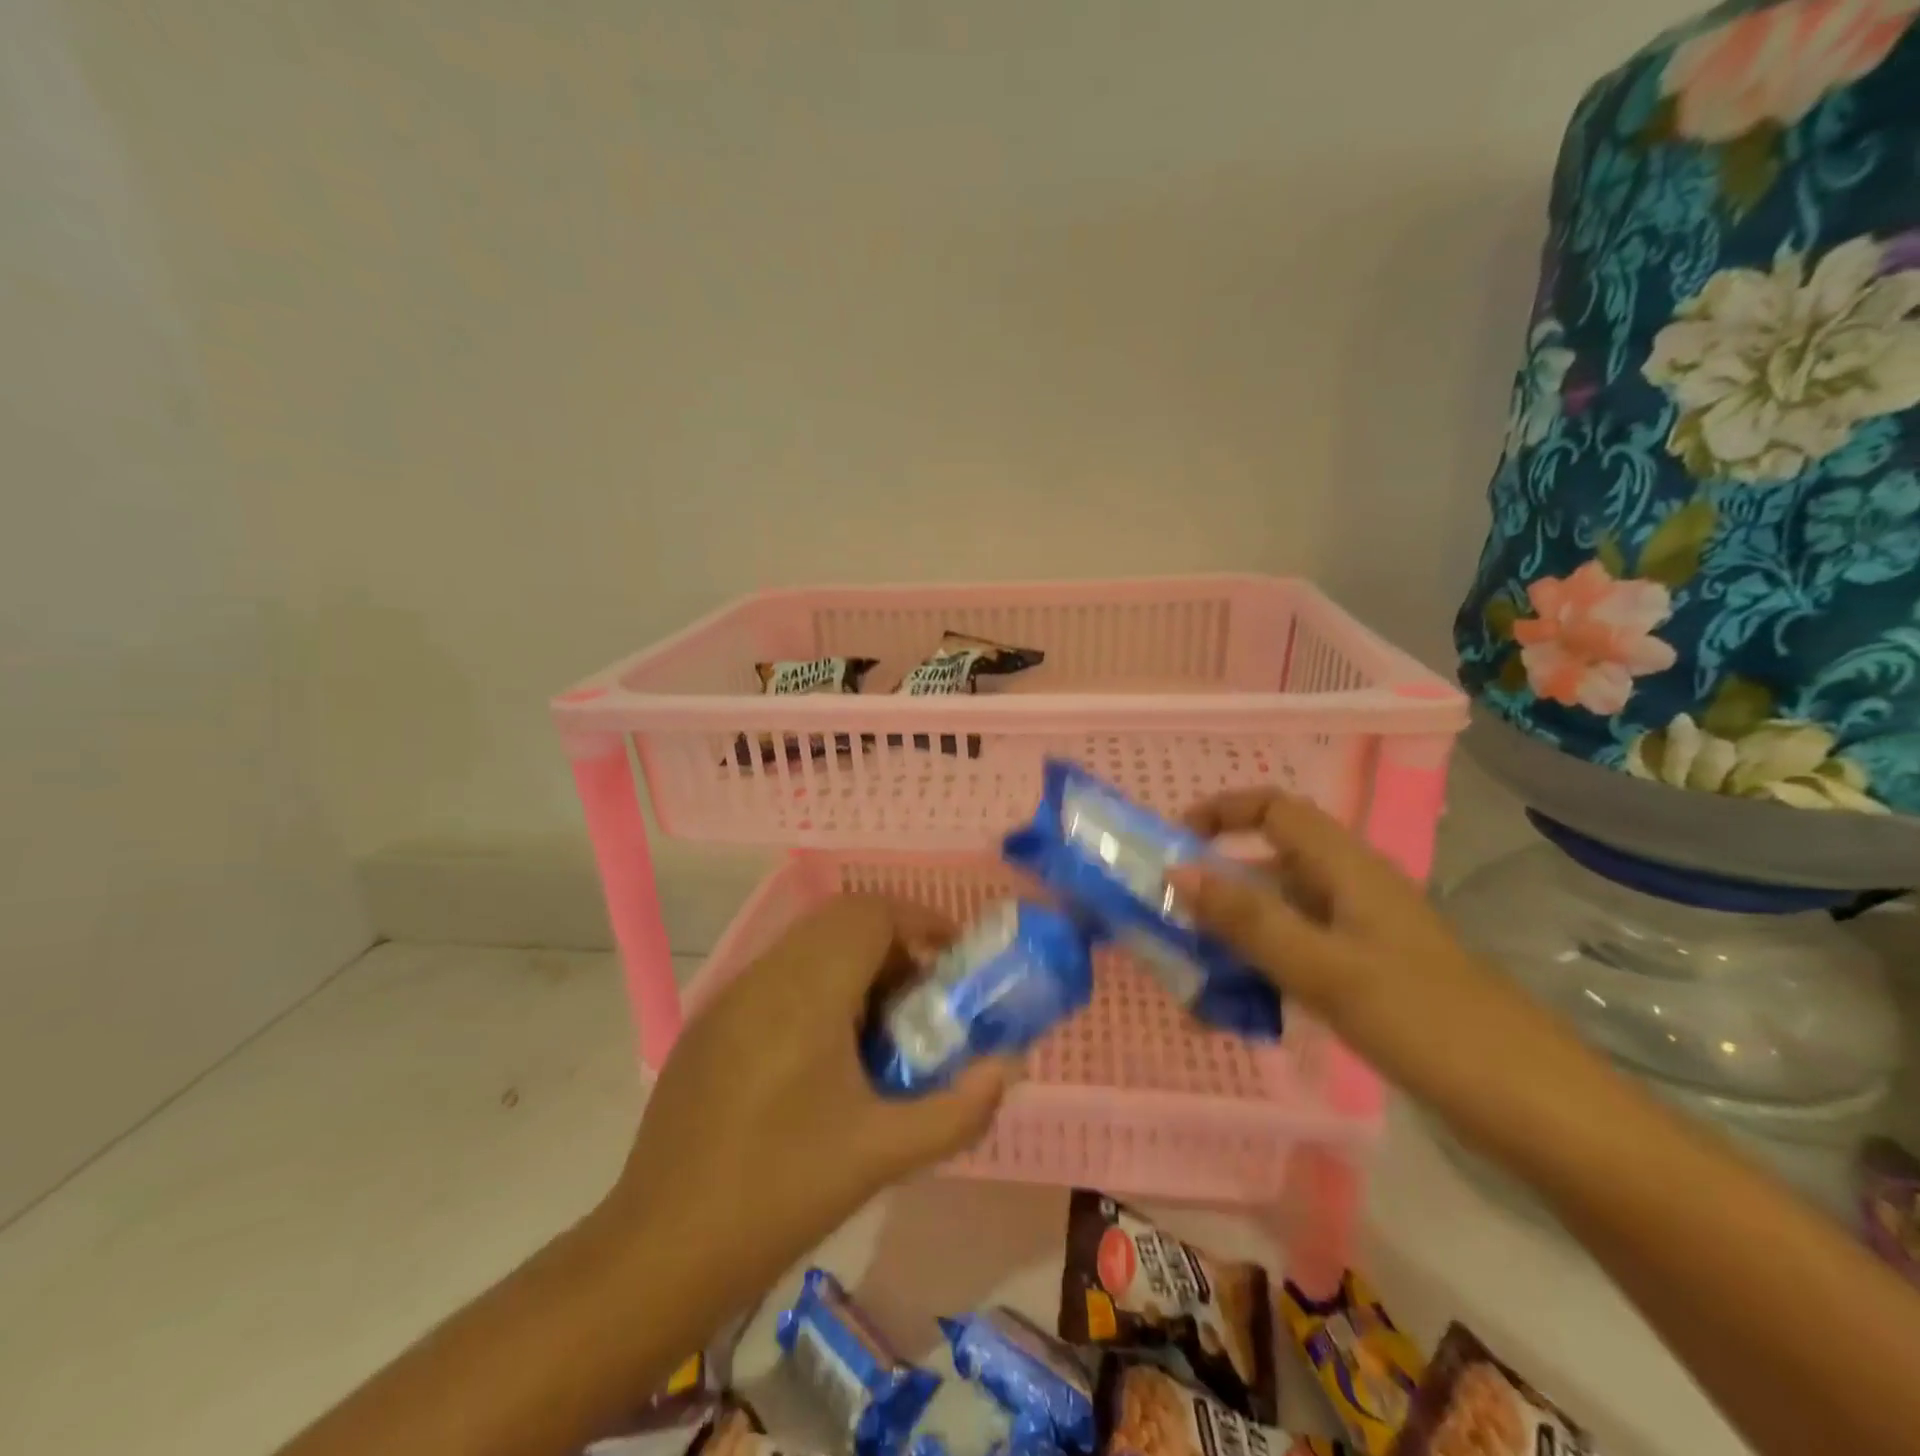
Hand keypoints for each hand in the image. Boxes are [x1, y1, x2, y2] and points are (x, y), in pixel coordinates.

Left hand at [598, 895, 1014, 1316]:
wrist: (659, 1251)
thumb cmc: (779, 1195)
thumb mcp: (882, 1154)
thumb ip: (957, 1109)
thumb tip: (1005, 1068)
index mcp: (805, 992)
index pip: (869, 913)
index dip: (919, 920)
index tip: (953, 957)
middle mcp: (764, 976)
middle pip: (840, 920)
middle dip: (892, 943)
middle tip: (923, 996)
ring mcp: (729, 997)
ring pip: (807, 945)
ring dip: (854, 965)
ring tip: (880, 1029)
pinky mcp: (709, 1025)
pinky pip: (777, 977)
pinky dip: (817, 987)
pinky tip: (824, 1057)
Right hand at [1167, 787, 1497, 1066]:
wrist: (1540, 1112)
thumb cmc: (1429, 1025)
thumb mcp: (1325, 969)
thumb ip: (1248, 920)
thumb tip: (1176, 872)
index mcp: (1348, 869)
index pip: (1274, 809)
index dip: (1220, 812)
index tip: (1172, 845)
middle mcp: (1353, 890)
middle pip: (1270, 862)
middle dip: (1215, 884)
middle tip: (1170, 922)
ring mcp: (1363, 935)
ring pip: (1281, 914)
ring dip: (1234, 935)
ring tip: (1194, 979)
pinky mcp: (1370, 975)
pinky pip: (1300, 954)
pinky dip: (1263, 969)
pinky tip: (1242, 1011)